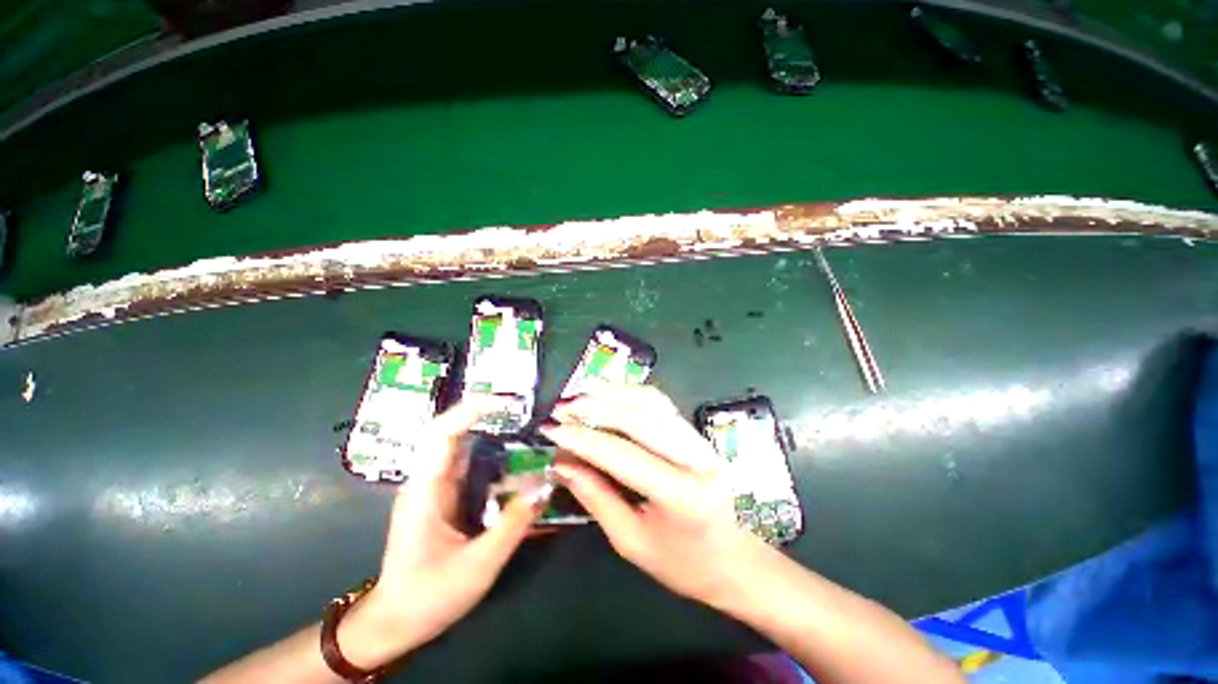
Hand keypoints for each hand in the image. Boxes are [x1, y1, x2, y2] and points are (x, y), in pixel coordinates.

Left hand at [339, 400, 551, 668]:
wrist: (395, 623)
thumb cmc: (428, 596)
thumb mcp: (478, 565)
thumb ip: (514, 524)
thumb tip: (546, 485)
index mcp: (425, 490)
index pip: (442, 433)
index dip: (472, 409)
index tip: (506, 401)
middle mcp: (428, 480)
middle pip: (453, 430)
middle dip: (487, 414)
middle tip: (524, 410)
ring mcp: (435, 487)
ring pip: (463, 445)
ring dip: (492, 433)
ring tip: (527, 429)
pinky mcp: (444, 496)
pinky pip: (470, 464)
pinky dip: (493, 454)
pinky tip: (517, 461)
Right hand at [541, 385, 769, 608]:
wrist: (734, 560)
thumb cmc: (684, 563)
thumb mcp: (631, 542)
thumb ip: (596, 497)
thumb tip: (561, 463)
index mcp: (683, 495)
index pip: (624, 456)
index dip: (584, 440)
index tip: (552, 430)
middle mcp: (698, 458)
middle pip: (642, 419)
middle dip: (597, 408)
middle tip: (562, 407)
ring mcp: (702, 440)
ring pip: (653, 403)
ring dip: (614, 393)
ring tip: (581, 391)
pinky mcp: (697, 433)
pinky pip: (662, 404)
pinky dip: (632, 393)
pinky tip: (611, 392)